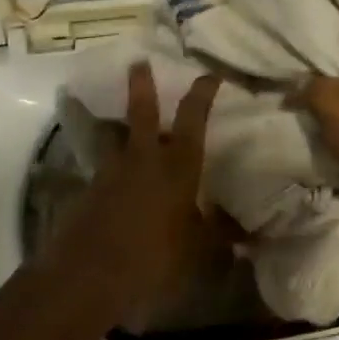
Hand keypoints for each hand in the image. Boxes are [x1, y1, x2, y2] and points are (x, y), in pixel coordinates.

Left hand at [39, 63, 221, 327]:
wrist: (89, 277)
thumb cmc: (155, 256)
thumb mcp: (199, 251)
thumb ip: (221, 238)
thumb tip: (251, 238)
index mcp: (178, 166)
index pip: (194, 119)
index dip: (203, 93)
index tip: (210, 74)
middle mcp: (144, 161)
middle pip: (141, 113)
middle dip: (142, 86)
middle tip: (137, 62)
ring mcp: (110, 175)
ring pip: (113, 138)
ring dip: (115, 126)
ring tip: (114, 121)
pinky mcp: (87, 195)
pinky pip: (101, 172)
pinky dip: (109, 170)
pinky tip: (114, 184)